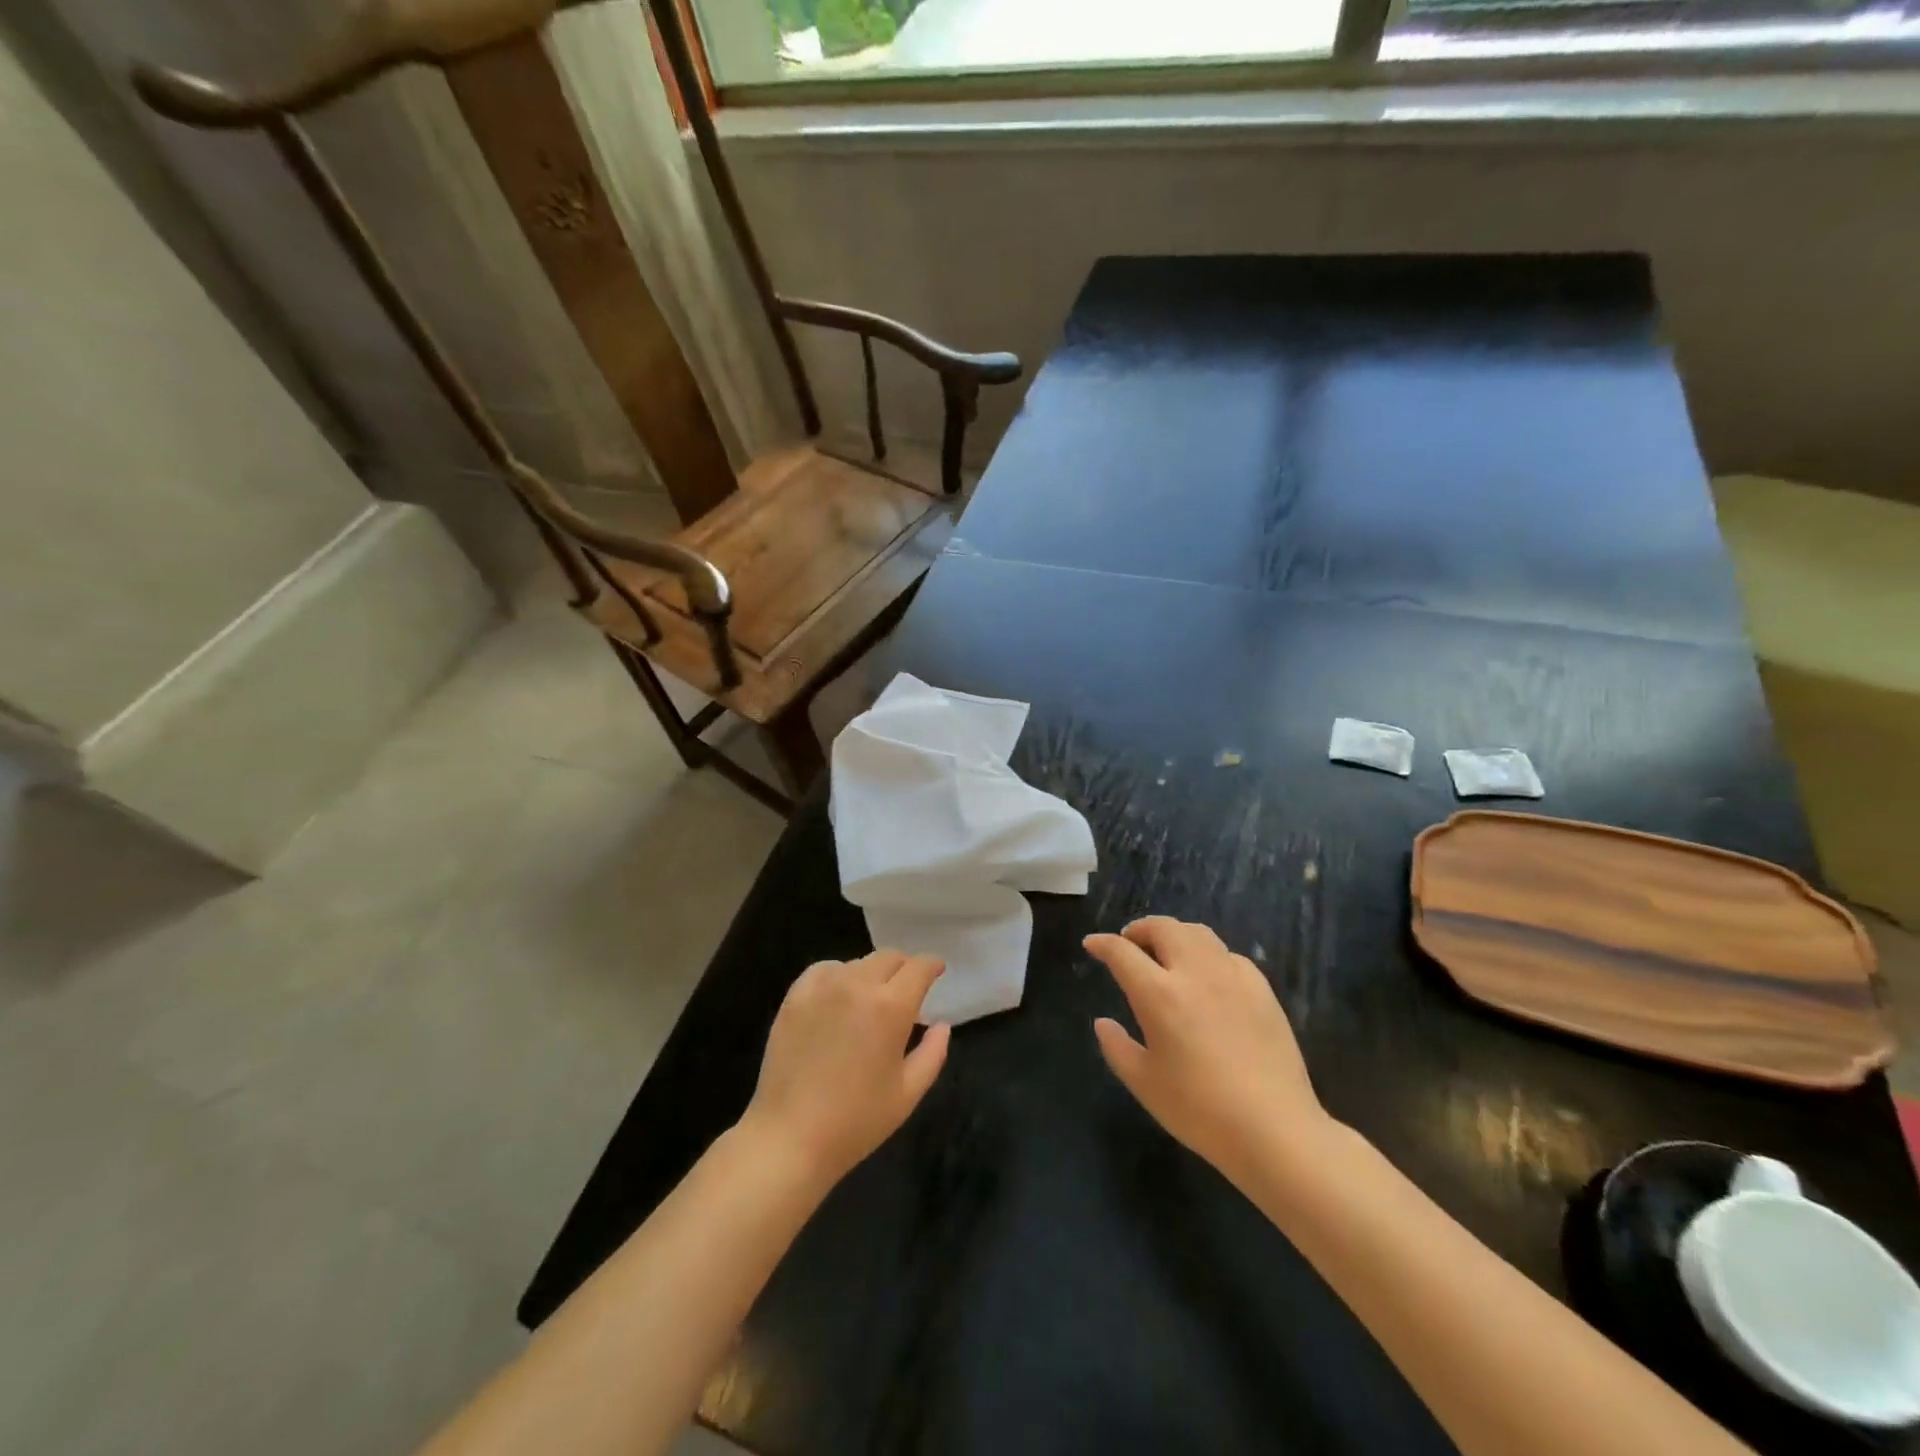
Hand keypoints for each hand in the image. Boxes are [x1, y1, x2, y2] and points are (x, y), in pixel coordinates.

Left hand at [740, 950, 950, 1188]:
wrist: (789, 1138)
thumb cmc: (856, 1121)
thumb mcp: (908, 1093)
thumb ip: (933, 1053)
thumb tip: (941, 1024)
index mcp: (891, 1007)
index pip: (918, 967)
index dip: (932, 965)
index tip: (937, 971)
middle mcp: (858, 985)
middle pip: (889, 957)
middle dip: (904, 967)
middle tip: (907, 988)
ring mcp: (822, 987)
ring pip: (857, 962)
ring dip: (872, 973)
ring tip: (871, 998)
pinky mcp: (795, 997)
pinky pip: (824, 970)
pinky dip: (838, 975)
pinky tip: (838, 996)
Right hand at [1086, 917, 1331, 1183]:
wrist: (1274, 1129)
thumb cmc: (1199, 1110)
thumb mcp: (1144, 1084)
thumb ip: (1117, 1047)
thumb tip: (1103, 1022)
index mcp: (1159, 994)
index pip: (1122, 952)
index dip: (1103, 944)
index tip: (1092, 945)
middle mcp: (1194, 973)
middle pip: (1163, 928)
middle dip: (1140, 929)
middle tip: (1129, 943)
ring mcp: (1232, 977)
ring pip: (1198, 933)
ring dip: (1174, 934)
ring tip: (1167, 951)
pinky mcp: (1262, 990)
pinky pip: (1229, 956)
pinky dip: (1209, 955)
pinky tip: (1209, 977)